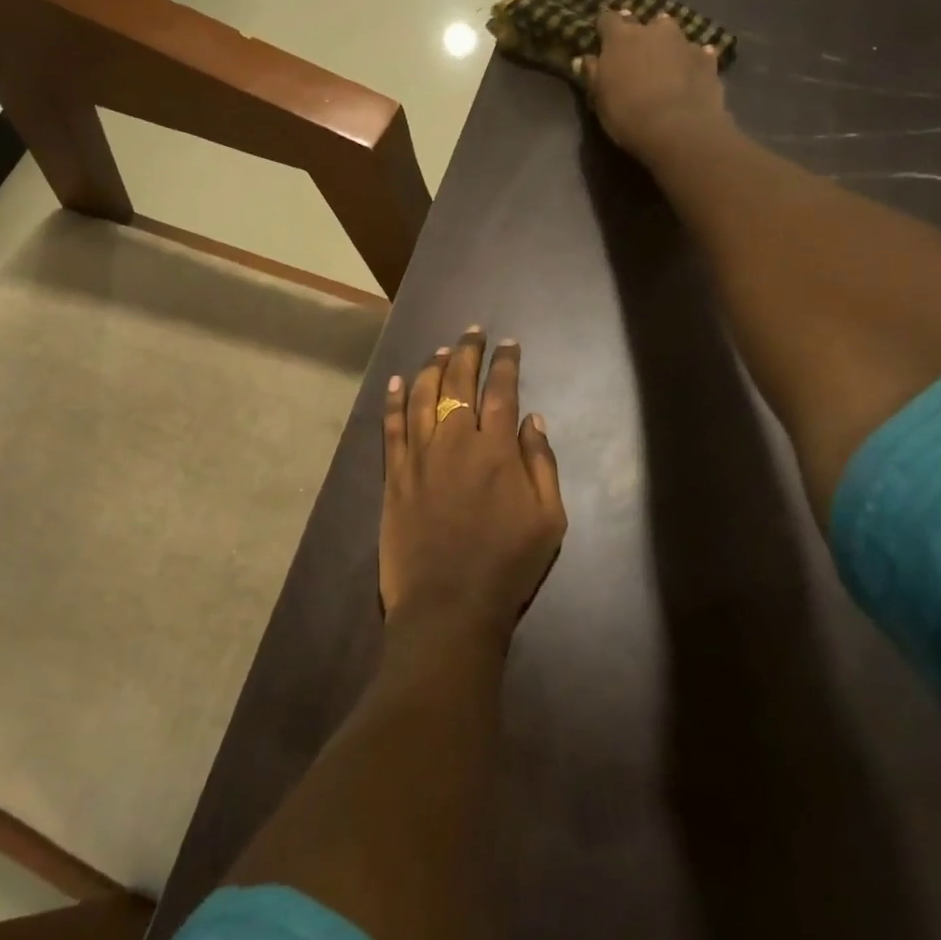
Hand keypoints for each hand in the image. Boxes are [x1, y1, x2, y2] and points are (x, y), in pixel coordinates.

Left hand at [380, 328, 566, 642]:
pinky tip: (399, 382)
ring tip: (442, 350)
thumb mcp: (549, 520)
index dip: (506, 363)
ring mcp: (419, 456)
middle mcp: (455, 440)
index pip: (502, 390)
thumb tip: (534, 419)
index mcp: (497, 449)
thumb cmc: (507, 566)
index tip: (509, 344)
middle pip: (459, 382)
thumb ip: (542, 464)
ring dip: (433, 367)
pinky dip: (395, 400)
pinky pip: (392, 427)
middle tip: (473, 332)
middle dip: (467, 352)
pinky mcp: (394, 475)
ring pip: (423, 396)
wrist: (448, 607)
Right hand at [581, 9, 728, 163]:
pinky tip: (690, 75)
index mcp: (621, 38)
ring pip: (673, 34)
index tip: (603, 39)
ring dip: (667, 45)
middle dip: (640, 34)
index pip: (607, 19)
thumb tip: (586, 58)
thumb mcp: (600, 98)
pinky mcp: (707, 60)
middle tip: (637, 55)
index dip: (605, 28)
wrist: (678, 128)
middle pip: (645, 22)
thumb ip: (593, 74)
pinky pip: (698, 54)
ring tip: (666, 64)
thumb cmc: (627, 113)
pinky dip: (692, 61)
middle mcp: (653, 31)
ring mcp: (684, 42)